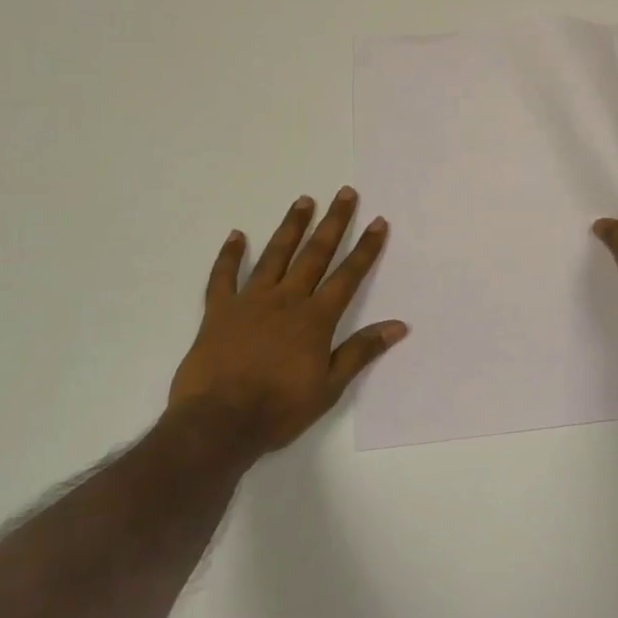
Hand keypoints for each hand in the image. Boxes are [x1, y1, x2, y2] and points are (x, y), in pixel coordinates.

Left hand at [167, 188, 406, 455]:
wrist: (217, 424)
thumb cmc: (279, 409)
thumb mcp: (329, 387)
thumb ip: (361, 351)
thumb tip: (399, 325)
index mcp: (316, 318)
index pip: (348, 275)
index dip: (365, 248)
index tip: (378, 221)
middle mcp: (287, 300)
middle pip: (315, 254)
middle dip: (333, 223)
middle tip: (345, 193)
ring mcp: (250, 302)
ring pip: (275, 255)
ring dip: (291, 227)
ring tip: (304, 200)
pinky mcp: (218, 312)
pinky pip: (223, 277)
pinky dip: (229, 255)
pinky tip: (236, 235)